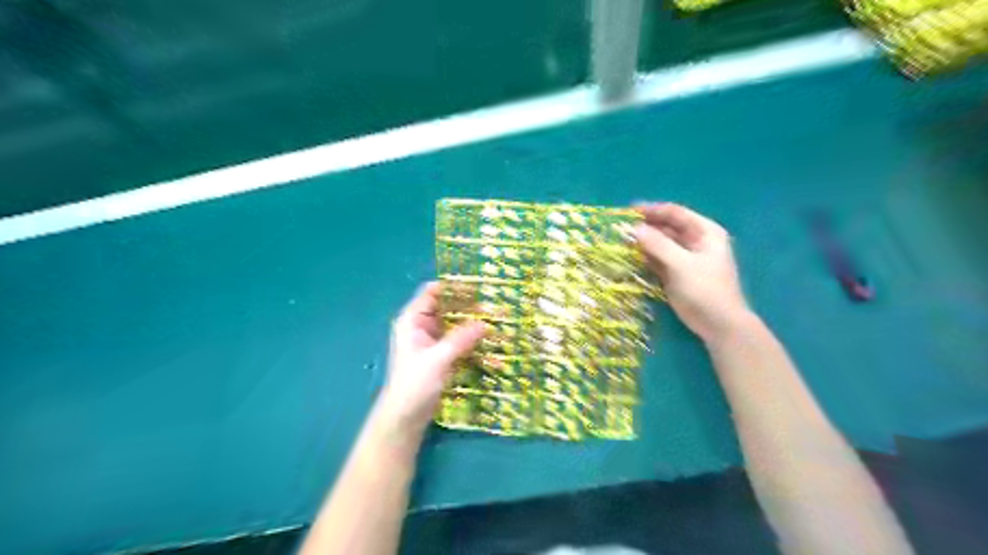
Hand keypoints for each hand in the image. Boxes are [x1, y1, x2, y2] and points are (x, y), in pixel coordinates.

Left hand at [378, 283, 483, 439]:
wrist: (406, 418)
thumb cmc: (414, 385)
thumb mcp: (437, 359)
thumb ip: (460, 339)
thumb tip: (484, 323)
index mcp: (413, 321)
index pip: (433, 293)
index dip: (453, 287)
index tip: (478, 286)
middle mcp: (423, 327)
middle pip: (447, 307)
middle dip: (468, 306)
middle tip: (493, 304)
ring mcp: (434, 342)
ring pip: (456, 325)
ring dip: (473, 323)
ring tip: (497, 319)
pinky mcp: (443, 356)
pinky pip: (460, 341)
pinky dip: (472, 340)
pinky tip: (490, 341)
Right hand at [633, 202, 748, 342]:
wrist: (719, 324)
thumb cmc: (706, 289)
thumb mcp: (682, 264)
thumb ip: (658, 245)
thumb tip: (634, 228)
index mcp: (704, 231)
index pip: (675, 213)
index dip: (652, 210)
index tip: (628, 211)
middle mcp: (694, 241)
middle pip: (666, 227)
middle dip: (645, 226)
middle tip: (620, 227)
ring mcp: (684, 258)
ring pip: (660, 243)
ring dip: (642, 242)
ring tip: (620, 240)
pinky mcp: (675, 273)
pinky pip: (657, 259)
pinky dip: (644, 257)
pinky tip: (628, 255)